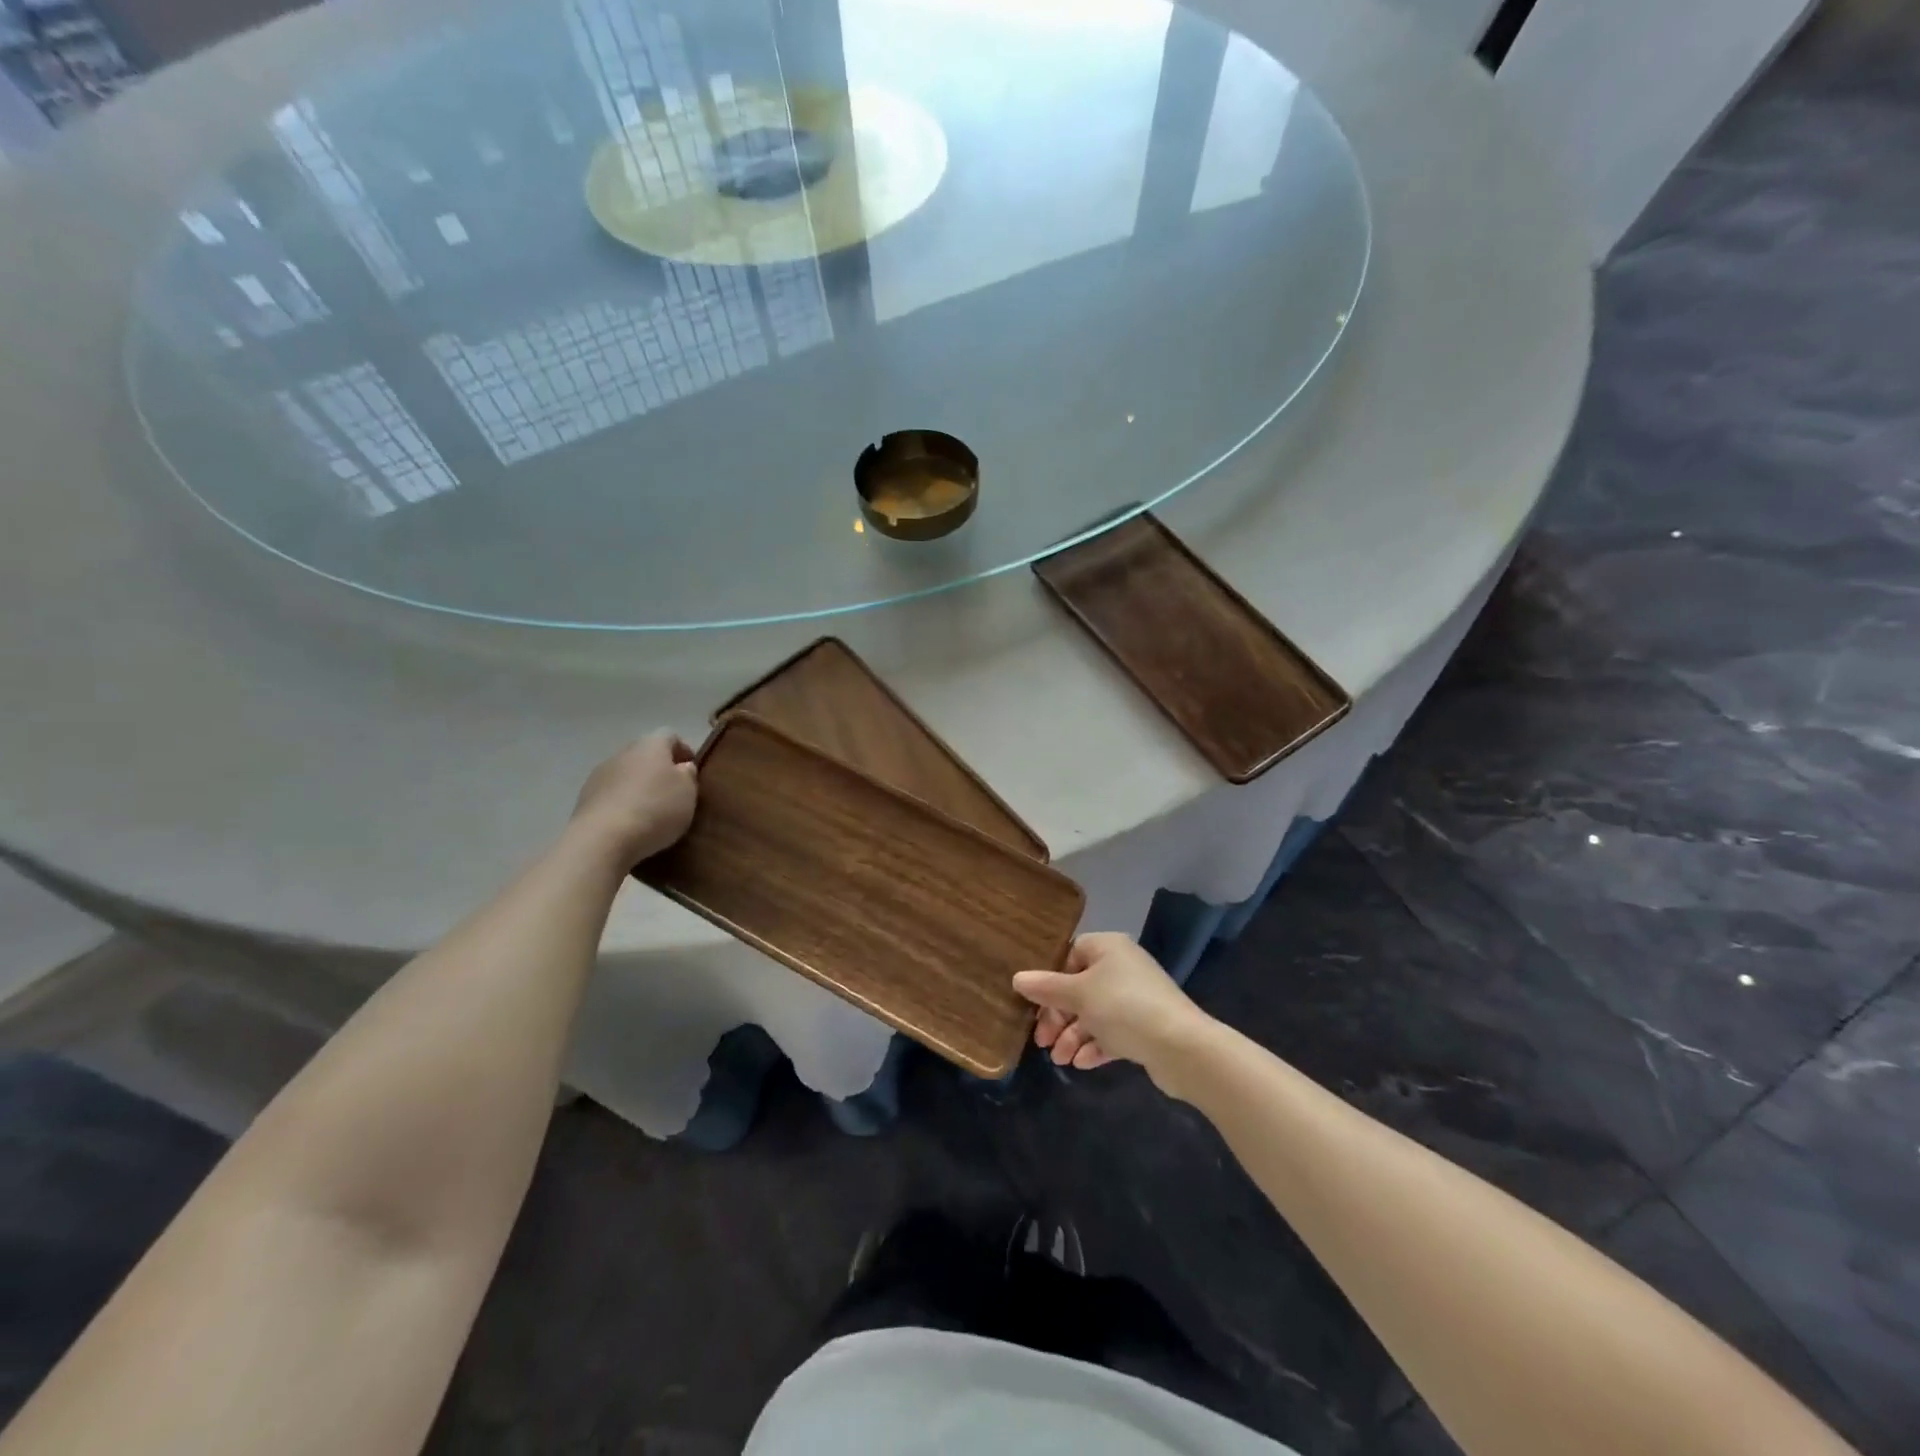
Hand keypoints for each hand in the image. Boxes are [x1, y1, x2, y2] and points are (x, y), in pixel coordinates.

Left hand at [571, 732, 697, 865]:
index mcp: (651, 745)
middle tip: (674, 792)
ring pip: (626, 774)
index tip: (692, 771)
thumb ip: (688, 775)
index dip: (683, 750)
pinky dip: (622, 804)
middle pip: (645, 754)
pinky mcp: (584, 798)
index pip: (670, 736)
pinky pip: (611, 795)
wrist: (603, 839)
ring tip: (652, 812)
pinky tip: (631, 824)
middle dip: (660, 770)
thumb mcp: (688, 792)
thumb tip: (682, 767)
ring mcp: (599, 775)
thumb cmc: (655, 809)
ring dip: (639, 787)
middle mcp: (623, 753)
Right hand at [1012, 933, 1217, 1091]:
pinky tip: (1080, 1064)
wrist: (1181, 1047)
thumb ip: (1046, 987)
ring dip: (1073, 1035)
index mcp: (1108, 948)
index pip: (1070, 953)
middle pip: (1079, 987)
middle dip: (1058, 1015)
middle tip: (1042, 1041)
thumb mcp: (1078, 995)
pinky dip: (1094, 1046)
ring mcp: (1135, 997)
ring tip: (1059, 1060)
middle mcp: (1122, 967)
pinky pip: (1111, 1032)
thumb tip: (1018, 978)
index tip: (1035, 1002)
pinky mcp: (1144, 1026)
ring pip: (1094, 1013)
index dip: (1051, 977)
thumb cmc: (1123, 1007)